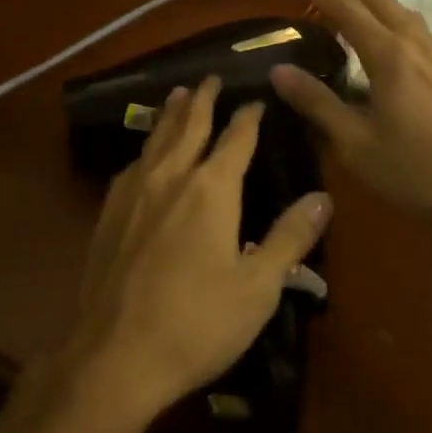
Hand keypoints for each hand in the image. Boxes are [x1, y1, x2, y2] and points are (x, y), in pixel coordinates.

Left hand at [52, 76, 332, 432]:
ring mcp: (134, 193)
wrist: (115, 355)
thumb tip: (323, 197)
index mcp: (211, 189)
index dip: (249, 117)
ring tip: (178, 95)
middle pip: (189, 126)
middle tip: (211, 77)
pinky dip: (146, 148)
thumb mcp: (258, 287)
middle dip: (203, 100)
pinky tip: (144, 155)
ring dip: (171, 115)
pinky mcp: (108, 214)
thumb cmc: (198, 323)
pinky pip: (132, 165)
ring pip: (156, 139)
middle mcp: (171, 178)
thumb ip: (289, 237)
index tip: (257, 100)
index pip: (236, 139)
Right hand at [272, 0, 431, 231]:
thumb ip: (316, 103)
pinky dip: (396, 17)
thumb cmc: (413, 171)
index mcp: (388, 57)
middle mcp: (415, 48)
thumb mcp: (354, 142)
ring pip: (405, 13)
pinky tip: (394, 36)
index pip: (347, 11)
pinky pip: (417, 30)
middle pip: (381, 0)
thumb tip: (278, 70)